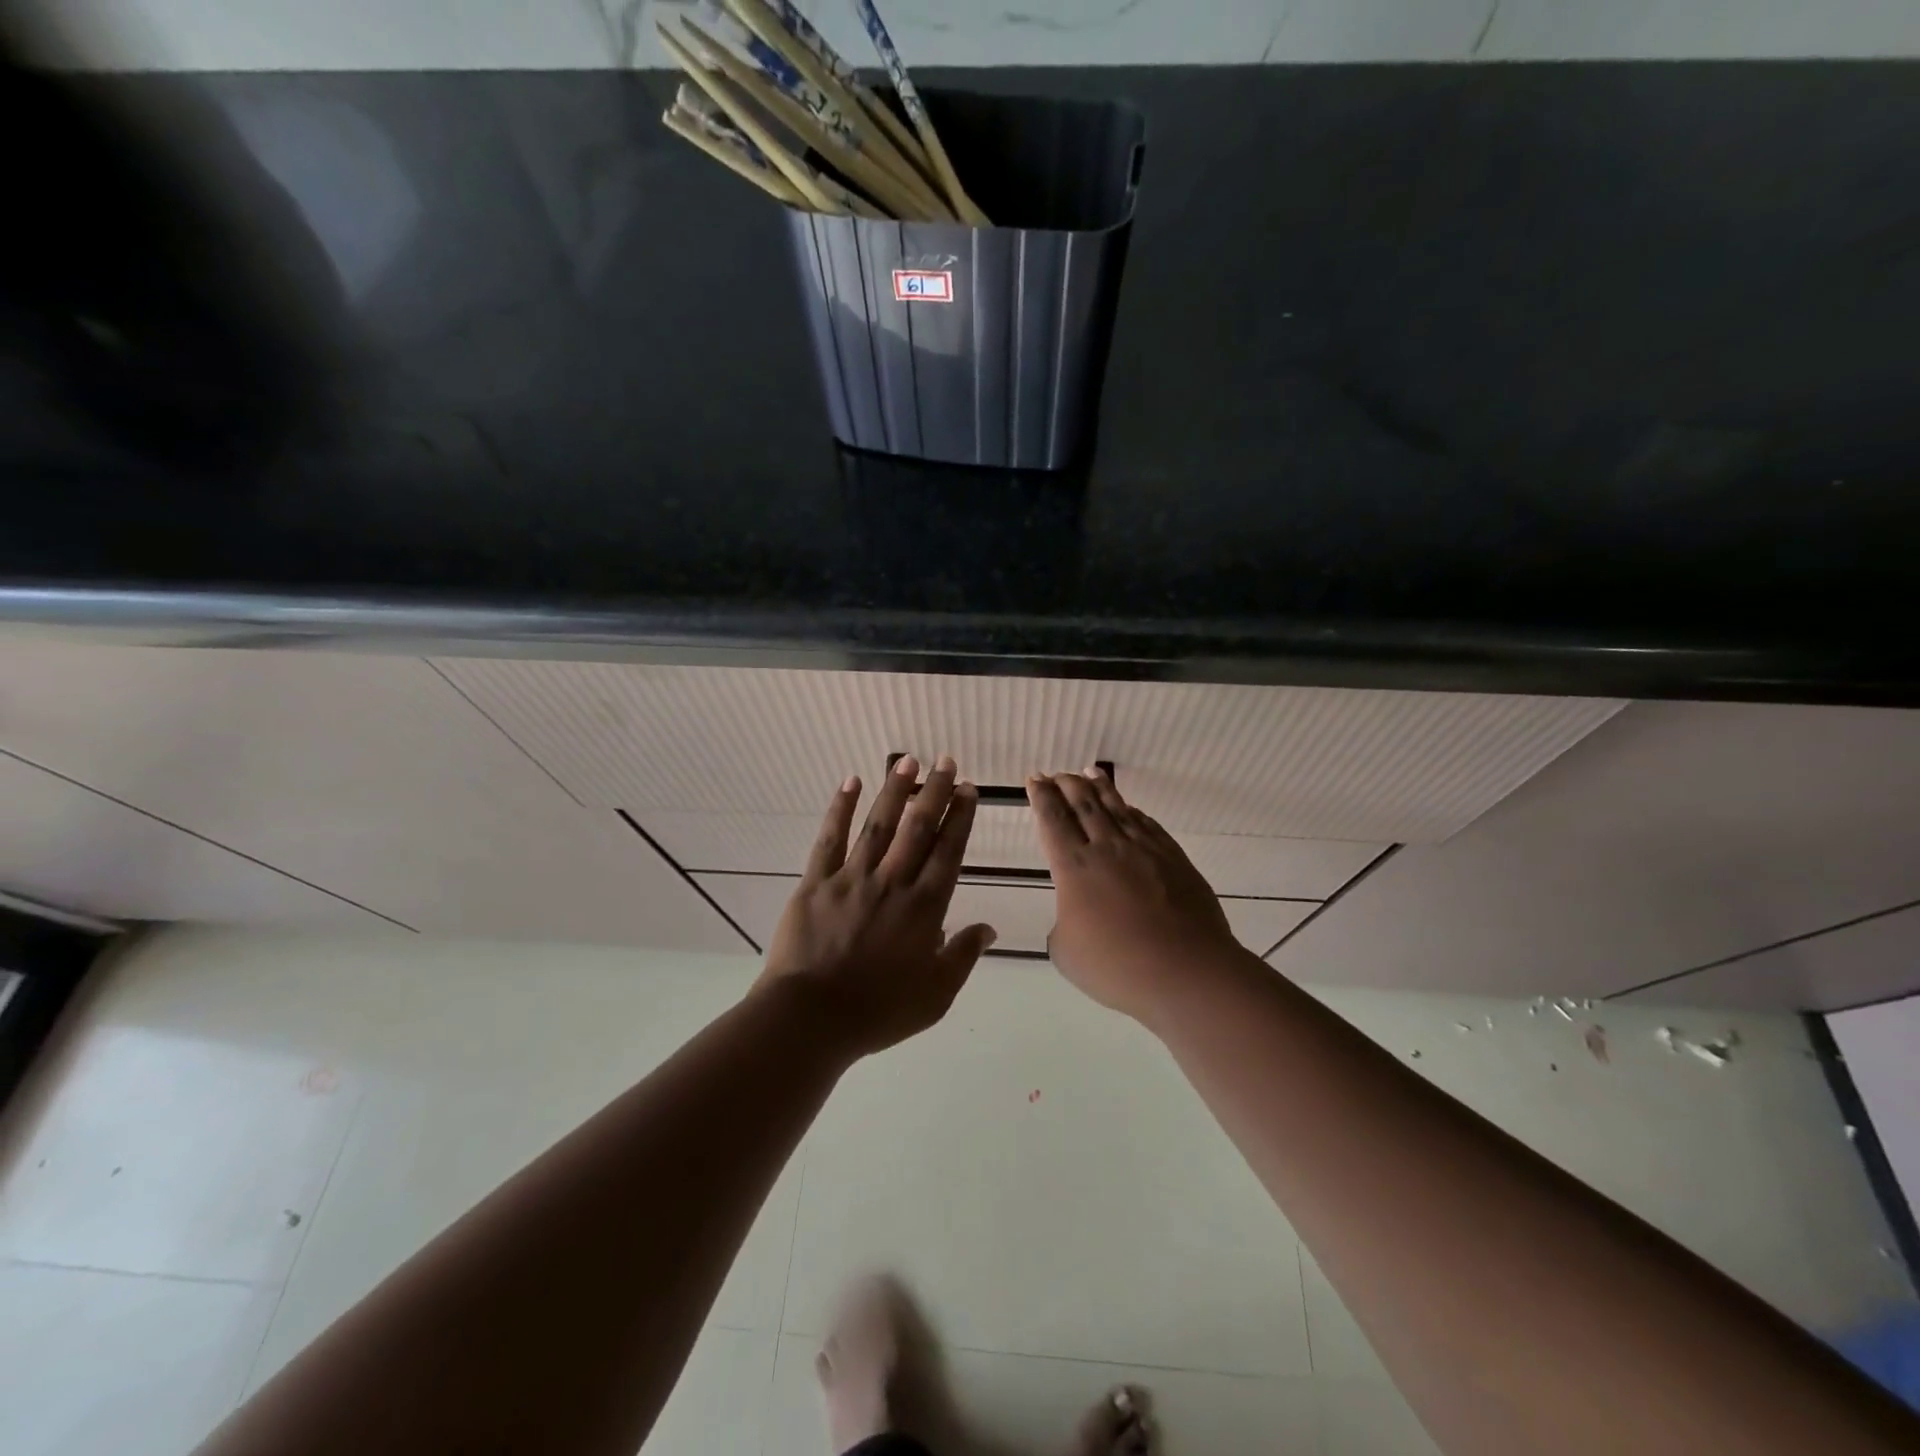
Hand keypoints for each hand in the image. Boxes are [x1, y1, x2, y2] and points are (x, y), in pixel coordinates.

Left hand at [759, 754, 995, 1056]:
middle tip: (947, 761)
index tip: (968, 790)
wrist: (812, 1019)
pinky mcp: (817, 883)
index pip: (948, 851)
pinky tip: (850, 782)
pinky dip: (840, 808)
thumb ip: (963, 955)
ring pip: (879, 825)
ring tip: (908, 761)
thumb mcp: (937, 994)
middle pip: (918, 828)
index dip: (960, 818)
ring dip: (895, 791)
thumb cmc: (879, 1012)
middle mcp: (893, 882)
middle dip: (935, 792)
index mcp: (925, 907)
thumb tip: (989, 928)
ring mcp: (852, 879)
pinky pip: (830, 839)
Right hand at [1028, 768, 1248, 1023]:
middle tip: (1057, 774)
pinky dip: (1132, 812)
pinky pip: (1147, 825)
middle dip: (1066, 785)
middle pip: (1083, 804)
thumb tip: (1076, 914)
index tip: (1035, 780)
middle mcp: (1107, 848)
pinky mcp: (1173, 858)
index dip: (1041, 797)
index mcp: (1074, 867)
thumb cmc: (1117, 967)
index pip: (1052, 821)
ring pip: (1116, 808)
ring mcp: (1144, 849)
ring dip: (1100, 788)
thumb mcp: (1067, 952)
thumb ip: (1064, 925)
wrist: (1186, 971)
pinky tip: (1129, 809)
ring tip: (1089, 773)